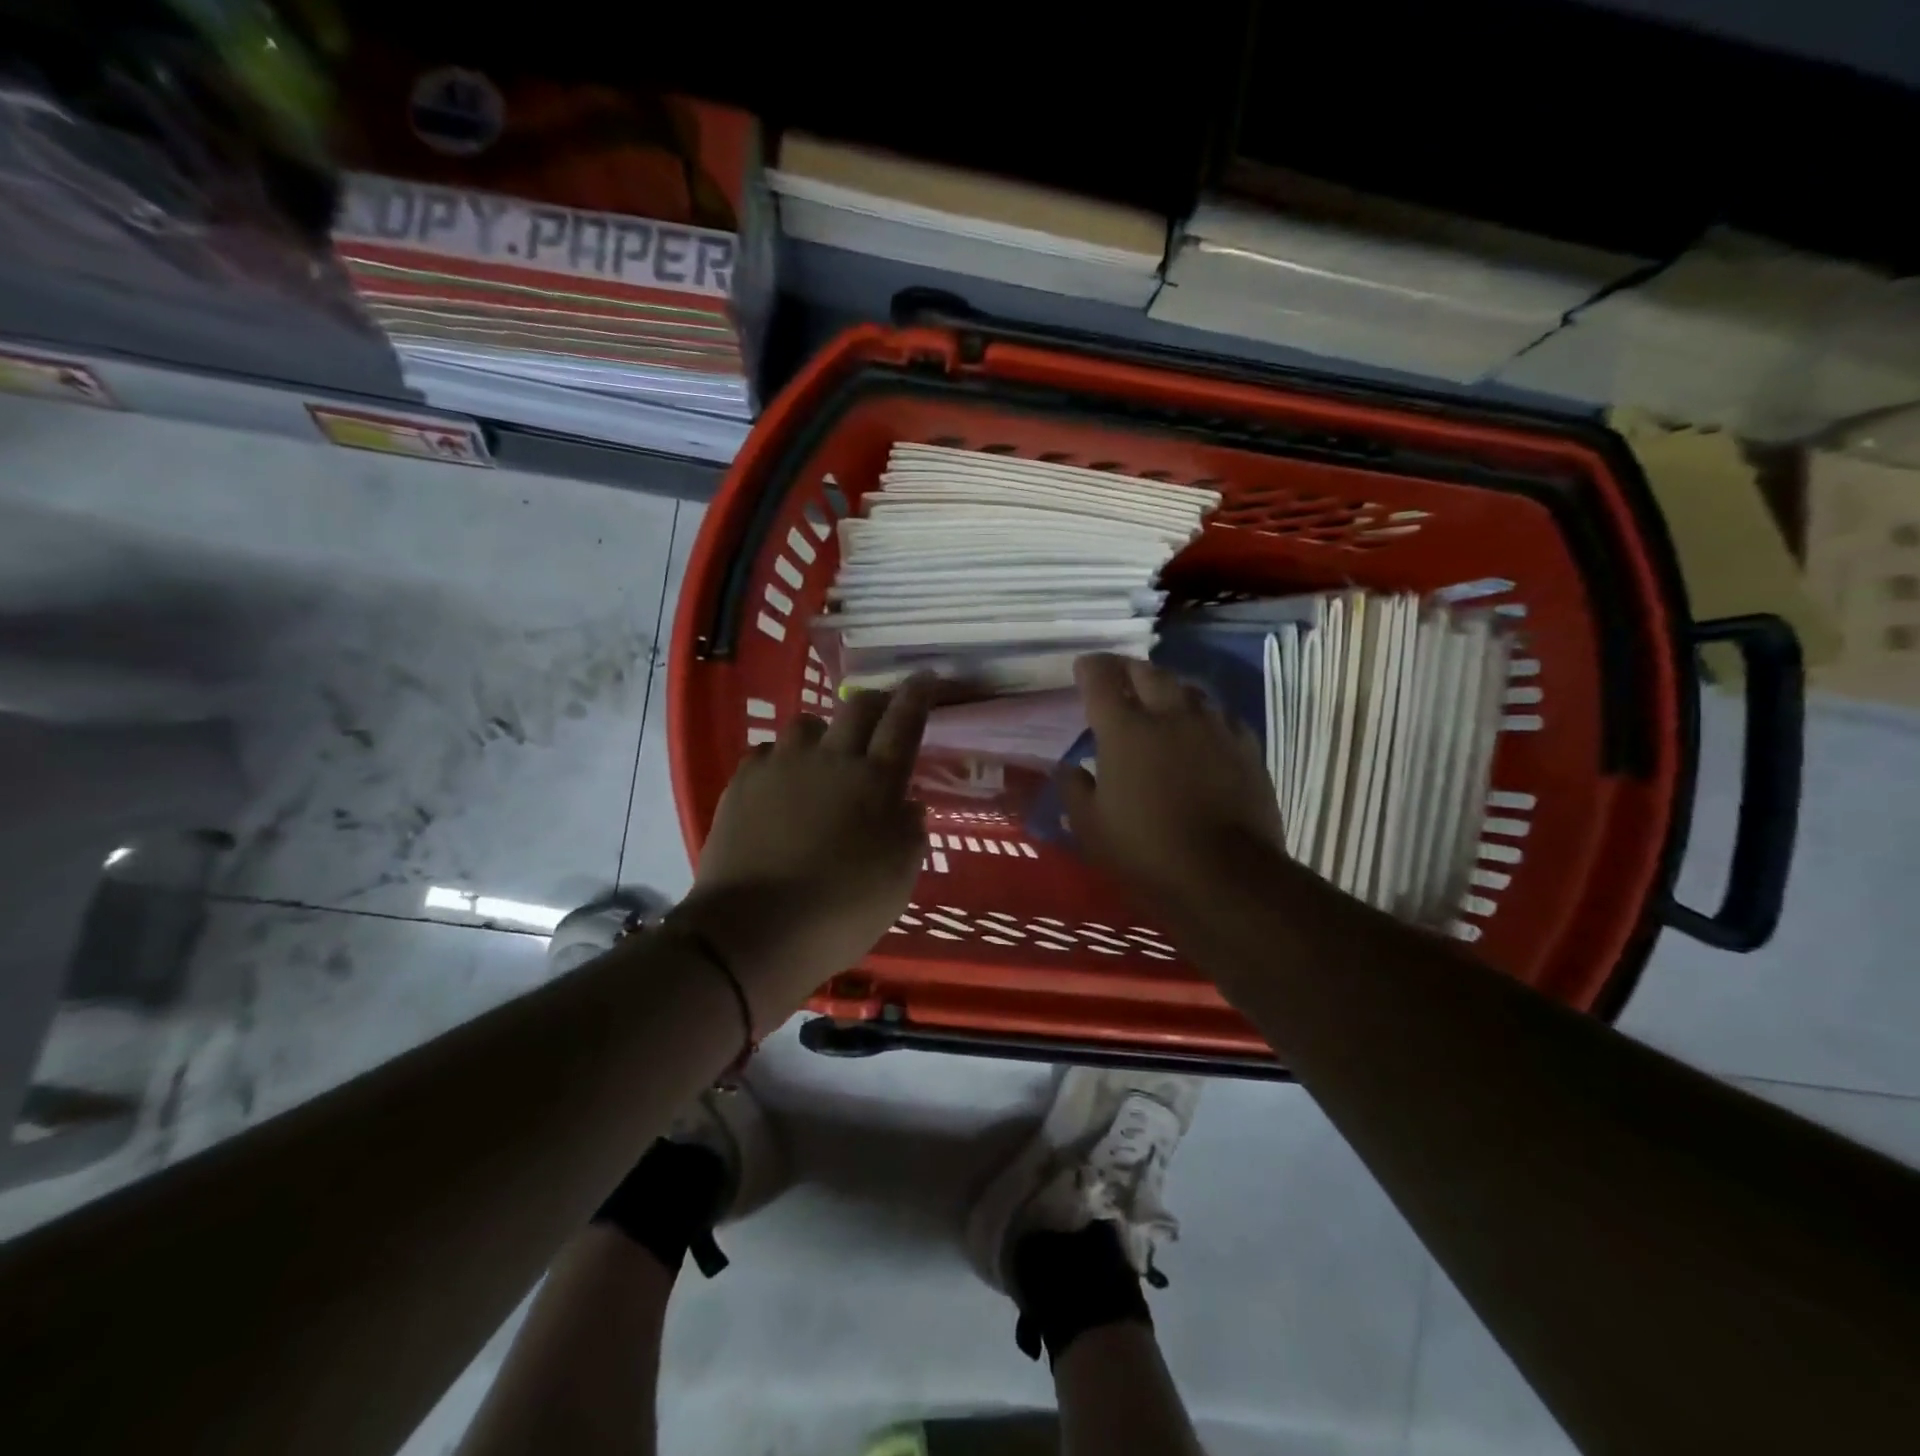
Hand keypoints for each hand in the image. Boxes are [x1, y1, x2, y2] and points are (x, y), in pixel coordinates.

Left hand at [678, 677, 932, 1020]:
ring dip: (821, 735)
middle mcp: (830, 760)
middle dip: (874, 702)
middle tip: (880, 714)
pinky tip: (779, 787)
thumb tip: (908, 804)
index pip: (903, 723)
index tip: (926, 678)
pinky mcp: (742, 783)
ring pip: (805, 724)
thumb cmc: (841, 910)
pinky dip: (780, 762)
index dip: (918, 696)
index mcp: (875, 782)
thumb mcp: (898, 879)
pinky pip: (766, 753)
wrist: (754, 930)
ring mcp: (781, 767)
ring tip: (820, 760)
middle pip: (856, 708)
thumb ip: (909, 833)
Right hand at [1060, 653, 1282, 911]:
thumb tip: (1068, 767)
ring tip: (1159, 698)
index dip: (1090, 668)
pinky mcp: (1245, 747)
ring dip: (1167, 687)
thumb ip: (1074, 789)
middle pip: (1147, 673)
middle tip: (1117, 675)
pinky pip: (1220, 715)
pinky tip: (1200, 728)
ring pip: (1188, 689)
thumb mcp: (1090, 827)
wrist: (1225, 875)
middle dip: (1128, 669)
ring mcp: (1213, 728)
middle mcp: (1170, 715)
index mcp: (1125, 730)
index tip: (1083, 667)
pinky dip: (1202, 714)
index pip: (1101, 680)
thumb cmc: (1145, 851)